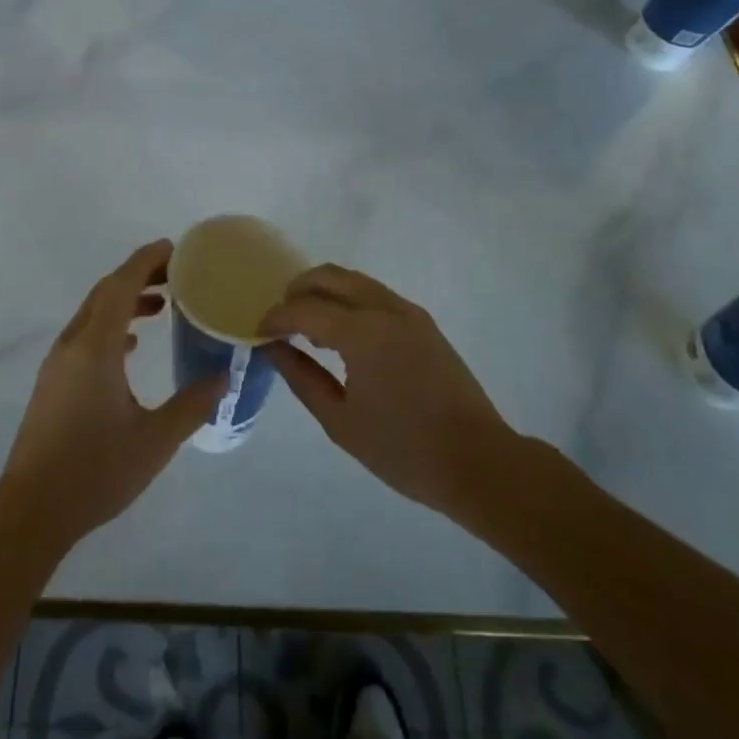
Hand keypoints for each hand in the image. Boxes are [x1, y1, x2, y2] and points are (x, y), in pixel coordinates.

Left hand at [0, 240, 224, 558]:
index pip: (121, 285)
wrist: (31, 510)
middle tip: (177, 274)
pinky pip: (86, 334)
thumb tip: (223, 377)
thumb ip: (191, 406)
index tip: (174, 249)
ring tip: (162, 305)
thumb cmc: (95, 472)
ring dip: (125, 300)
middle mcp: (73, 344)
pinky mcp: (53, 380)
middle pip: (106, 292)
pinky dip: (112, 325)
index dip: (146, 261)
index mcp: (96, 347)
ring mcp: (58, 362)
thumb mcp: (154, 441)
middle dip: (139, 275)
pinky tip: (132, 345)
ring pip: (94, 312)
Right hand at [260, 264, 525, 523]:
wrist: (479, 462)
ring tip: (308, 327)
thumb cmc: (404, 450)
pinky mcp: (422, 322)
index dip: (277, 317)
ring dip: (324, 292)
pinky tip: (342, 334)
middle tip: (281, 319)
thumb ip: (302, 379)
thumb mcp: (341, 422)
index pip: (305, 309)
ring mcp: (407, 311)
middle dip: (298, 290)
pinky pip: (374, 294)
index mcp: (362, 332)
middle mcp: (384, 308)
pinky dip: (348, 300)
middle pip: (329, 276)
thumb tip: (275, 349)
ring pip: (353, 280)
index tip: (259, 332)